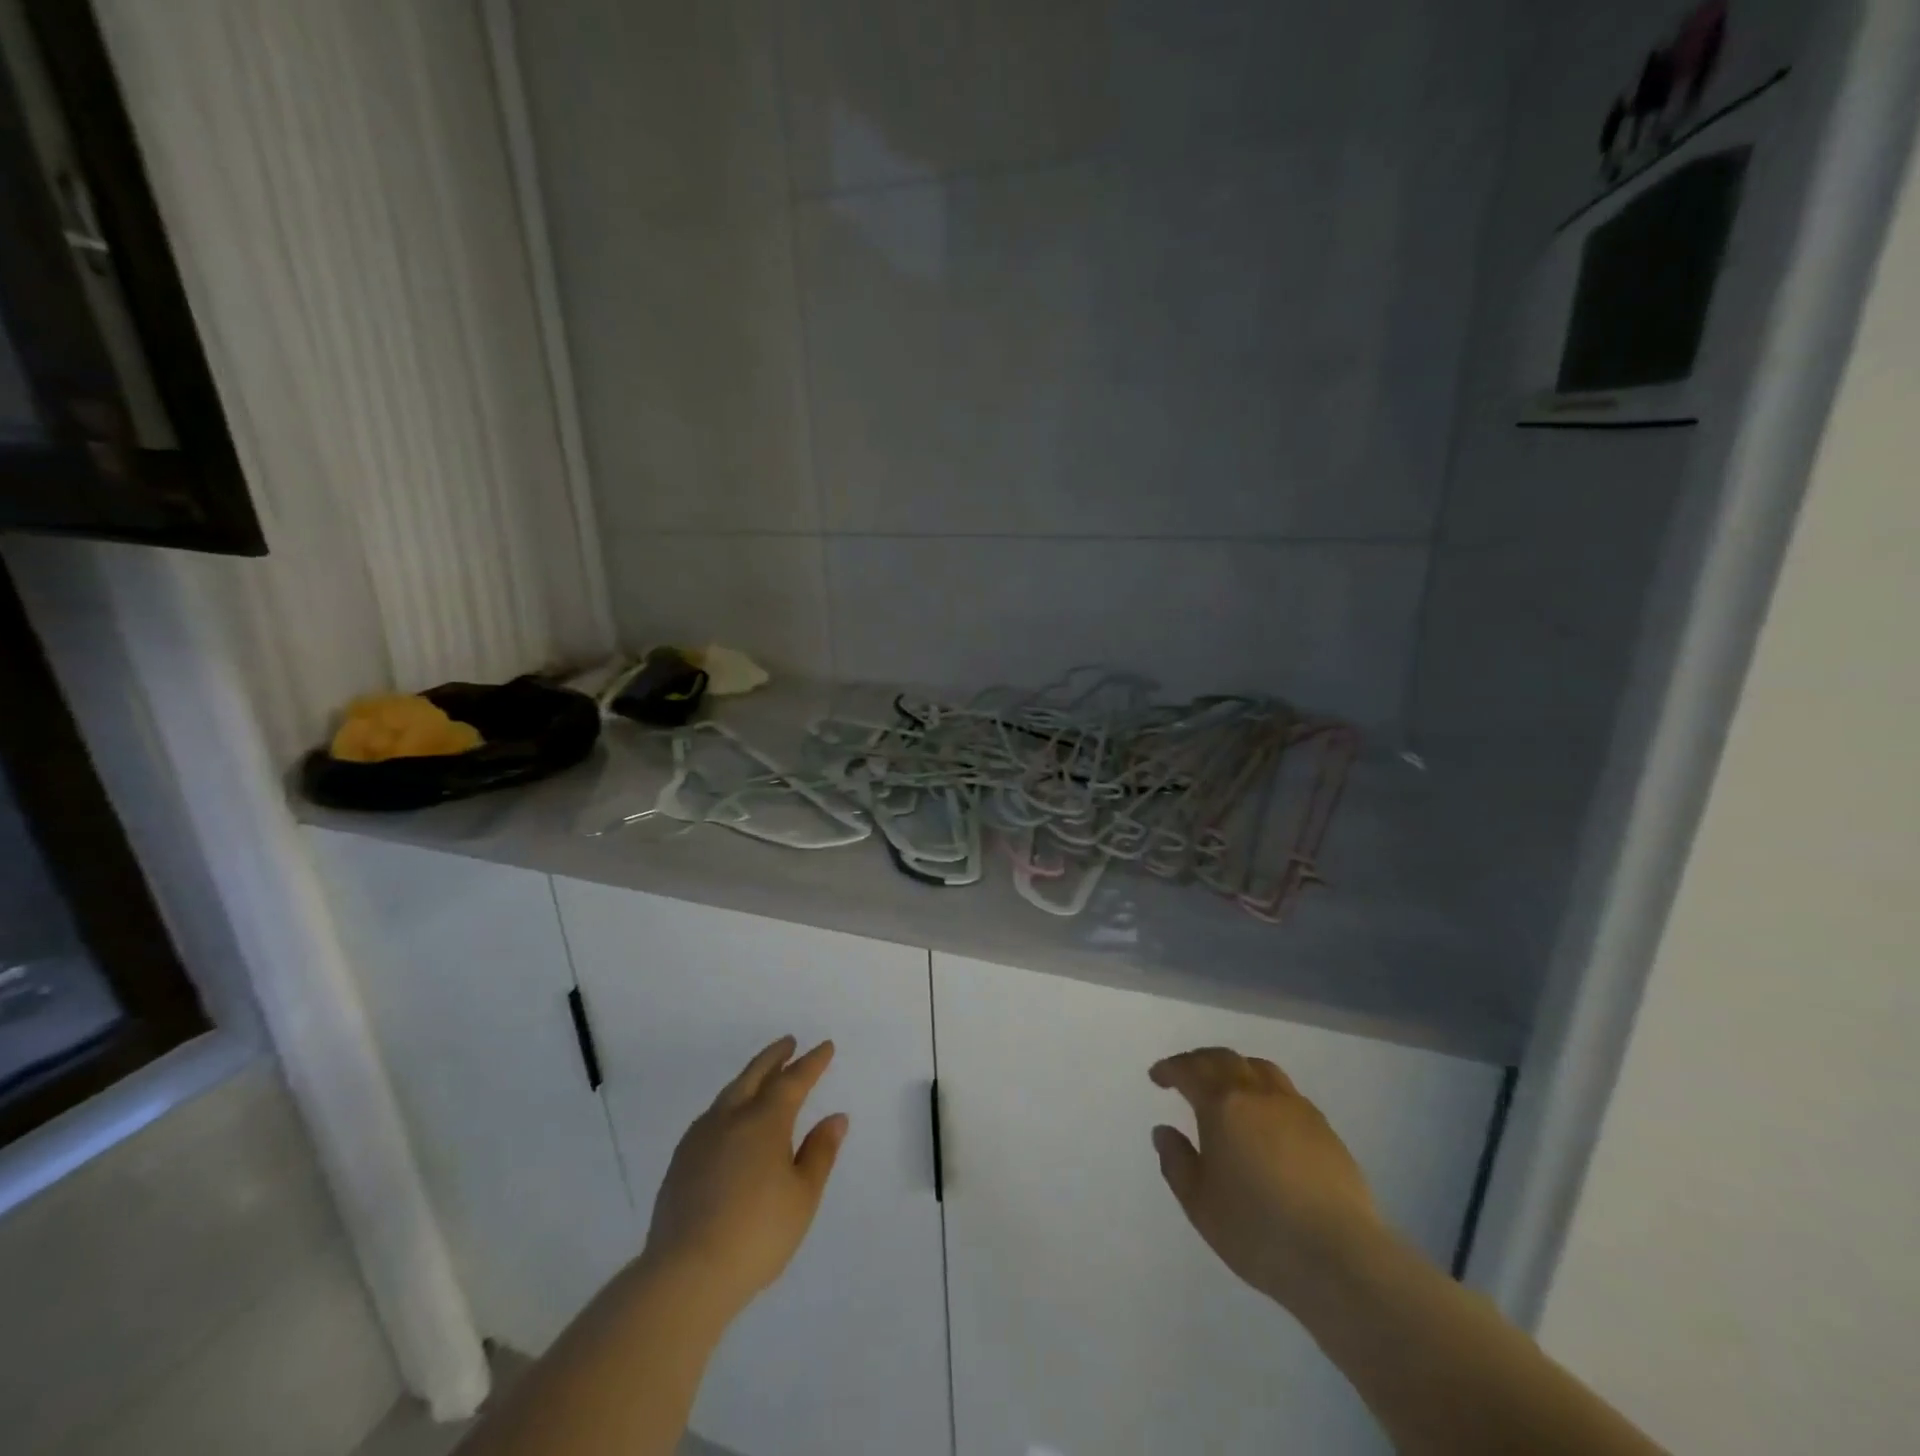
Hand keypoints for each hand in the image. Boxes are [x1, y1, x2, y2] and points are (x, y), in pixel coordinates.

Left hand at [642, 1036, 847, 1321]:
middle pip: (755, 1075)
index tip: (825, 1047)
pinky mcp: (681, 1161)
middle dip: (775, 1056)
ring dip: (750, 1077)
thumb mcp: (802, 1196)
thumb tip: (835, 1117)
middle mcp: (731, 1118)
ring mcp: (700, 1138)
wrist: (686, 1275)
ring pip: (730, 1093)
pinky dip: (729, 1104)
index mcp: (765, 1121)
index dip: (812, 1063)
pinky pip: (711, 1116)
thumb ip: (820, 1152)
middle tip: (789, 1043)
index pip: (794, 1080)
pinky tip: (729, 1120)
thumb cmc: (757, 1234)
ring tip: (762, 1077)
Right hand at [1150, 1046, 1384, 1311]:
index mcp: (1222, 1104)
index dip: (1170, 1069)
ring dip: (1236, 1069)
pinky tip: (1266, 1117)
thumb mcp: (1199, 1203)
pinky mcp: (1325, 1128)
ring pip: (1260, 1068)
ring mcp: (1296, 1107)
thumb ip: (1177, 1162)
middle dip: (1200, 1062)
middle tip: (1186, 1074)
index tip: (1157, 1077)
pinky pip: (1286, 1092)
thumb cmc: (1257, 1230)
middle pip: (1225, 1059)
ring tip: (1227, 1087)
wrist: (1339, 1256)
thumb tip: (1164, 1130)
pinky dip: (1265, 1090)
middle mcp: (1258, 1093)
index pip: (1189, 1071)